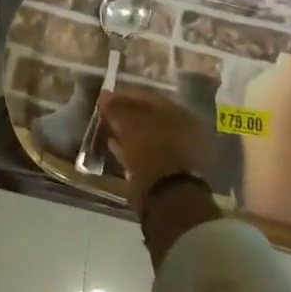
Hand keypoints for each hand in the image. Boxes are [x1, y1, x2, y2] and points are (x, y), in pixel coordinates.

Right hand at [99, 89, 213, 214]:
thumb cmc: (151, 150)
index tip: (105, 97)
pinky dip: (131, 148)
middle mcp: (185, 131)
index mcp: (181, 114)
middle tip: (106, 113)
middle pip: (150, 117)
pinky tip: (114, 146)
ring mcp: (179, 153)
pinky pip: (146, 153)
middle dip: (127, 114)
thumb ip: (117, 108)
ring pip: (148, 136)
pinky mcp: (169, 172)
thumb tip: (105, 95)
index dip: (125, 95)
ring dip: (128, 132)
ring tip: (108, 128)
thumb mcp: (129, 124)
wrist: (167, 196)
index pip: (149, 97)